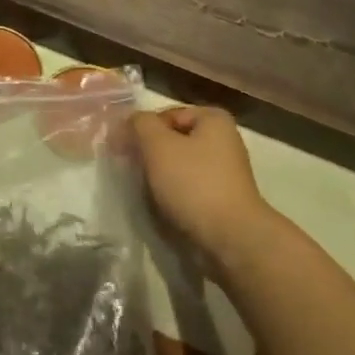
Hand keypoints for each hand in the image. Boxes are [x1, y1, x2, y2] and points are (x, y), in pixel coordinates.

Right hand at [131, 106, 270, 262]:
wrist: (231, 238)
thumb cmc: (193, 183)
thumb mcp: (158, 145)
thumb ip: (140, 124)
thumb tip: (130, 121)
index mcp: (213, 119)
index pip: (165, 115)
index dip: (140, 129)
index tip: (122, 150)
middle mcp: (224, 140)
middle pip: (173, 140)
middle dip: (150, 154)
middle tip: (131, 170)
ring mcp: (226, 171)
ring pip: (180, 166)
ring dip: (160, 176)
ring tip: (146, 191)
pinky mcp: (223, 199)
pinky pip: (190, 188)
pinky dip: (175, 194)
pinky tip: (164, 206)